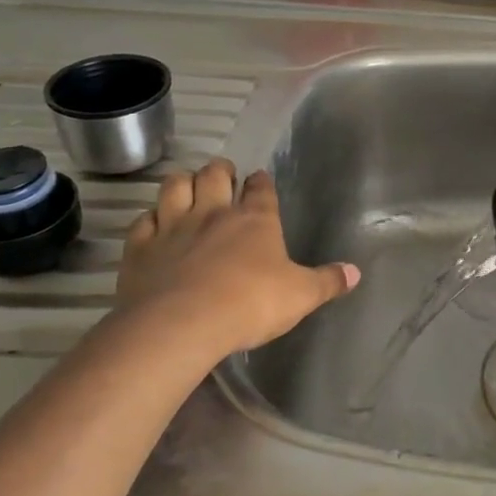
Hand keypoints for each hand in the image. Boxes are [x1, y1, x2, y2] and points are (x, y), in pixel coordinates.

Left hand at [108, 159, 358, 369]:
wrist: (181, 324)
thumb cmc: (250, 304)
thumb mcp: (300, 296)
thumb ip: (327, 282)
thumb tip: (355, 273)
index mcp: (256, 219)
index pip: (261, 187)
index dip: (261, 182)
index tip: (260, 181)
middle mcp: (214, 212)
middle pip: (214, 174)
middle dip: (220, 170)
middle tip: (223, 177)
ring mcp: (173, 226)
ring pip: (175, 185)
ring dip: (183, 183)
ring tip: (188, 189)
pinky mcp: (140, 247)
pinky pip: (143, 220)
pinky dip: (150, 219)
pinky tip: (155, 226)